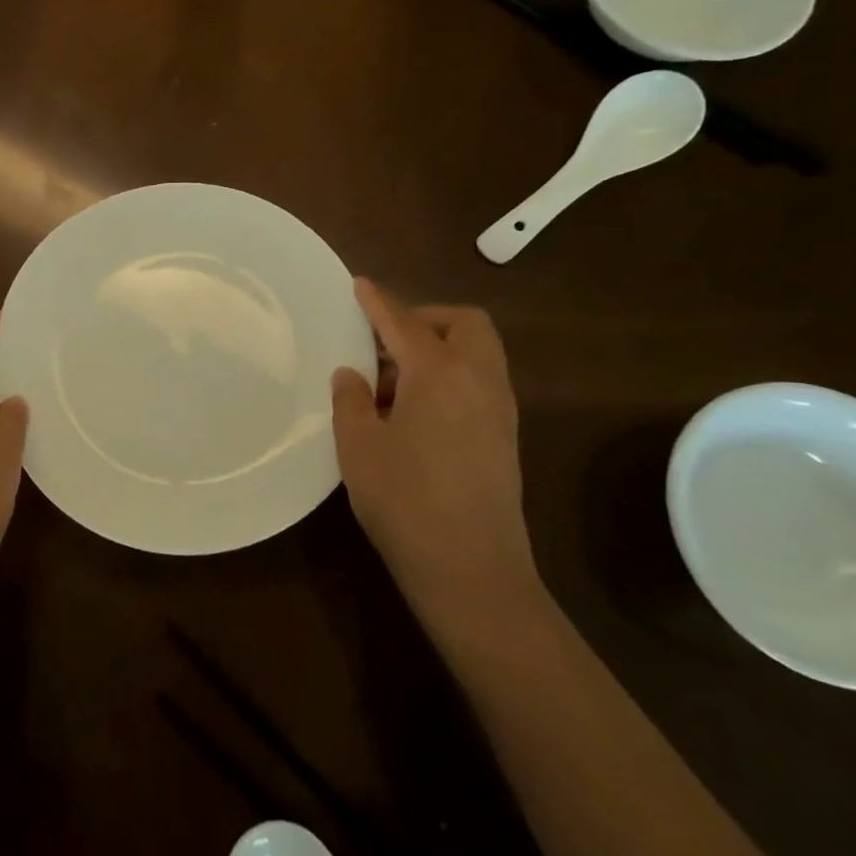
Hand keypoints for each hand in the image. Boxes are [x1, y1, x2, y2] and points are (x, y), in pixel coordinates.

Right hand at [331, 279, 539, 630]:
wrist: (471, 570)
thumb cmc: (405, 501)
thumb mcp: (358, 446)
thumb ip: (351, 400)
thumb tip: (352, 375)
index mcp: (440, 373)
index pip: (404, 322)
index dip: (378, 301)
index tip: (360, 284)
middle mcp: (479, 380)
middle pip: (464, 324)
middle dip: (425, 318)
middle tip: (384, 340)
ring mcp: (499, 410)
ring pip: (477, 353)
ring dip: (438, 348)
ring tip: (392, 383)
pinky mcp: (504, 437)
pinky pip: (479, 382)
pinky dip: (450, 376)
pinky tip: (415, 412)